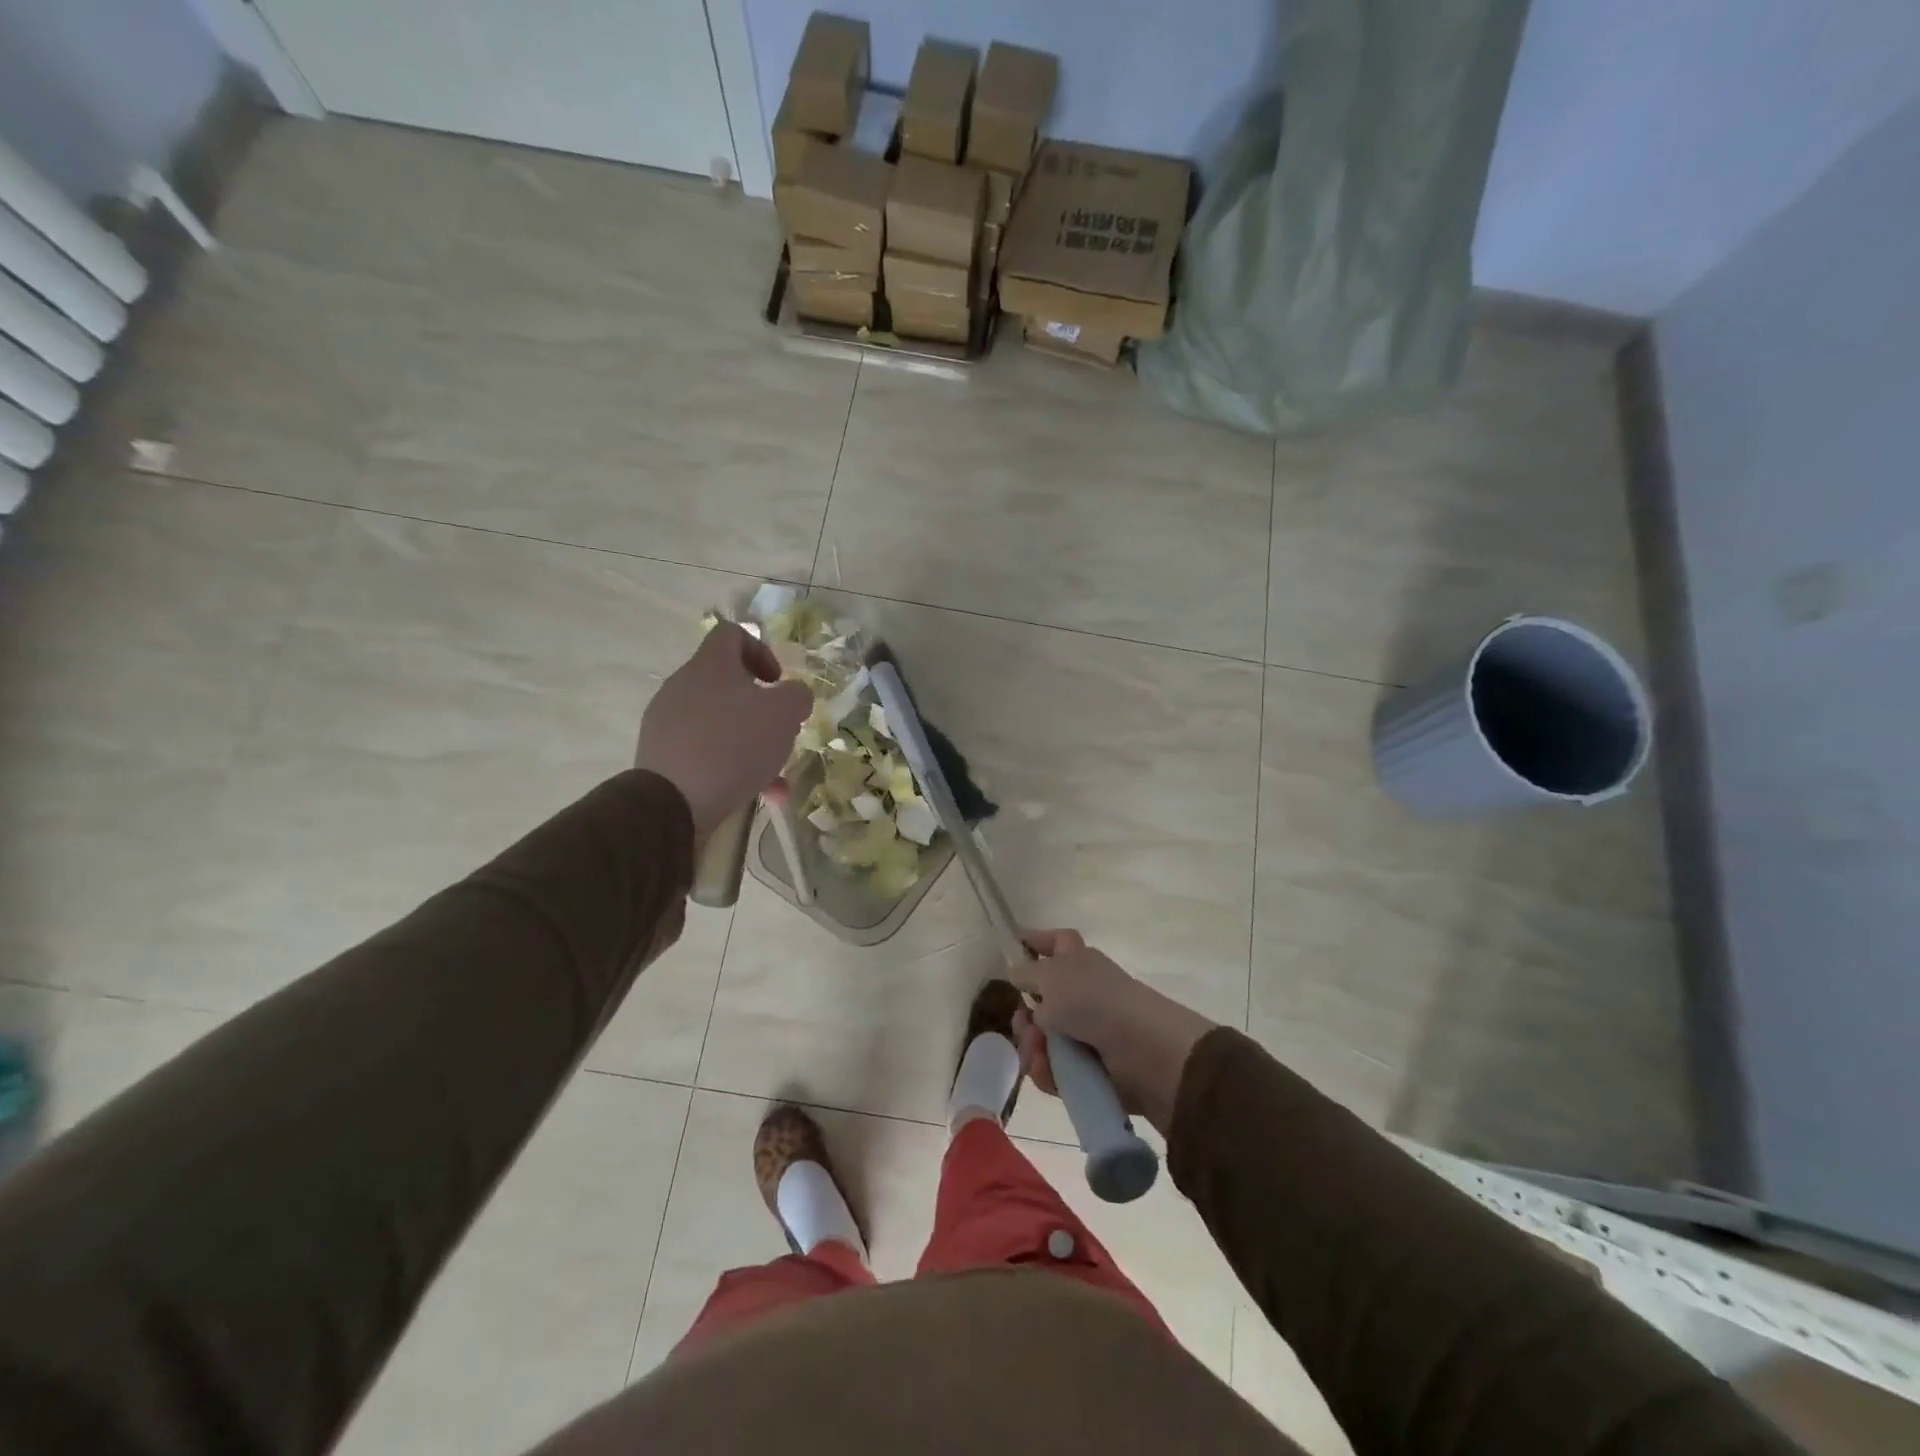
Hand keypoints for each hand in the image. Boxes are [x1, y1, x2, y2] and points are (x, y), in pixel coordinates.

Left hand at [636, 622, 810, 840]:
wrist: (673, 801)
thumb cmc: (734, 745)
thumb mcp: (785, 714)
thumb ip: (797, 695)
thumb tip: (793, 695)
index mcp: (711, 665)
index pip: (732, 633)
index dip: (761, 650)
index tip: (776, 683)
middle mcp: (683, 685)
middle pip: (726, 683)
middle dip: (759, 707)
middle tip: (780, 729)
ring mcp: (667, 721)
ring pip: (719, 722)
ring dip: (749, 742)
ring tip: (775, 773)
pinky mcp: (661, 755)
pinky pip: (704, 751)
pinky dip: (731, 766)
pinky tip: (757, 793)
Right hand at [1010, 929, 1215, 1134]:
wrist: (1141, 1050)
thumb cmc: (1093, 1000)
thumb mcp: (1051, 975)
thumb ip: (1027, 973)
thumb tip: (1018, 973)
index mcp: (1078, 960)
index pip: (1055, 942)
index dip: (1036, 941)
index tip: (1014, 947)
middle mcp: (1082, 992)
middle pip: (1040, 999)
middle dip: (1024, 1014)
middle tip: (1023, 1022)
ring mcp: (1085, 1031)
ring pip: (1042, 1037)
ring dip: (1033, 1045)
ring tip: (1036, 1052)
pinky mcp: (1088, 1067)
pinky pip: (1054, 1067)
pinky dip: (1047, 1069)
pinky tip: (1045, 1069)